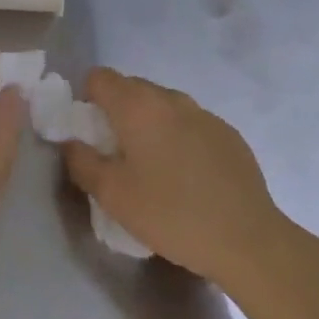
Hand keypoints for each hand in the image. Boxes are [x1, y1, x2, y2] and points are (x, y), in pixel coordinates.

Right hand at [61, 69, 289, 287]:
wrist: (248, 241)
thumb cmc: (171, 214)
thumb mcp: (112, 195)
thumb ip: (81, 162)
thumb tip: (71, 143)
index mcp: (137, 106)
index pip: (99, 77)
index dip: (87, 100)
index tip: (91, 134)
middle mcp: (170, 98)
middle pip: (131, 88)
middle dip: (117, 113)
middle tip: (118, 156)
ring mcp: (204, 114)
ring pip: (163, 106)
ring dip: (150, 126)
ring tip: (155, 169)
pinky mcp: (229, 134)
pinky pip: (191, 124)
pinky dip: (180, 139)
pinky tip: (189, 178)